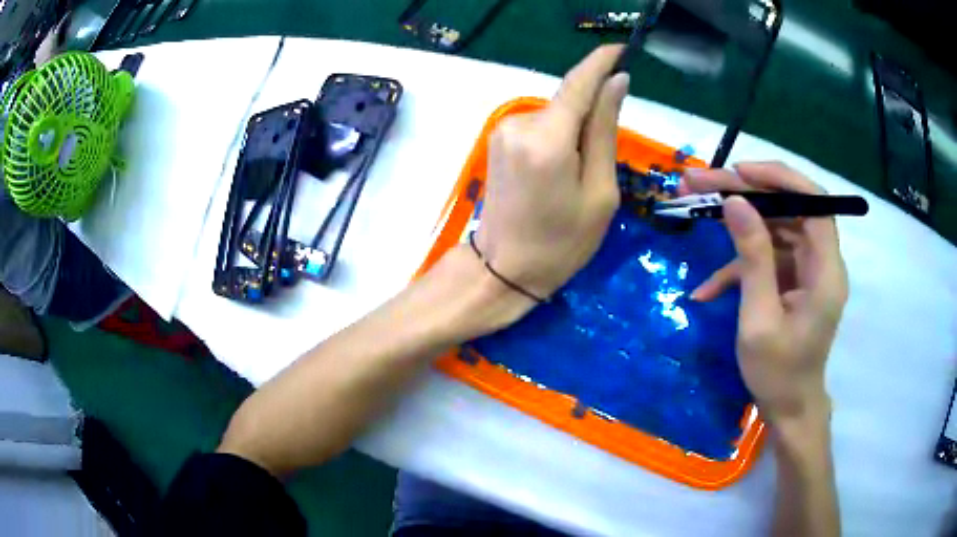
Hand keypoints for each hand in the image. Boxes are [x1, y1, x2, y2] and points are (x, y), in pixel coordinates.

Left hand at [475, 45, 629, 300]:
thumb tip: (616, 83)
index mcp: (547, 140)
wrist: (503, 269)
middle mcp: (519, 124)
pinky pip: (540, 126)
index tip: (622, 49)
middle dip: (592, 115)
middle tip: (602, 161)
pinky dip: (558, 137)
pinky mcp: (498, 140)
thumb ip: (604, 130)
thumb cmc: (562, 243)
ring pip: (555, 114)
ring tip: (577, 176)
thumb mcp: (599, 192)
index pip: (579, 83)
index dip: (601, 62)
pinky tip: (559, 172)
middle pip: (568, 101)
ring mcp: (503, 131)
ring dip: (575, 131)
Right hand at [683, 162, 847, 423]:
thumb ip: (752, 259)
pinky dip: (738, 265)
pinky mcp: (791, 280)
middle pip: (789, 208)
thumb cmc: (778, 373)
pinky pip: (767, 257)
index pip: (814, 202)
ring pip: (775, 226)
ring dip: (737, 218)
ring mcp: (806, 270)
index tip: (739, 171)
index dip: (780, 179)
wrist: (788, 408)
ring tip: (696, 206)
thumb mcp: (759, 320)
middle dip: (746, 192)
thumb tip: (733, 203)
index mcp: (826, 270)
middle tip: (700, 182)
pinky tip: (706, 289)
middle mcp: (821, 261)